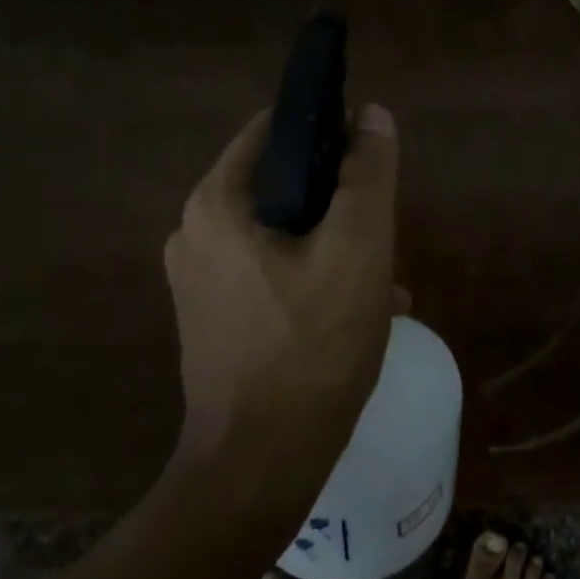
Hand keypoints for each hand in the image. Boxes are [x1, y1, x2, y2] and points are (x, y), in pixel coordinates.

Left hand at [164, 104, 400, 467]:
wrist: (259, 465)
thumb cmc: (312, 346)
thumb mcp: (358, 249)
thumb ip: (367, 174)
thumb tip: (372, 114)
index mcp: (217, 203)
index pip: (274, 130)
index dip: (328, 131)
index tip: (370, 161)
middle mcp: (195, 233)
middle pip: (281, 185)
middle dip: (337, 201)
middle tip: (382, 232)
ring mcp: (200, 280)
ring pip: (281, 233)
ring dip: (333, 244)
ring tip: (384, 279)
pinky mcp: (213, 319)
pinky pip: (270, 274)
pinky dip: (313, 278)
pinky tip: (361, 312)